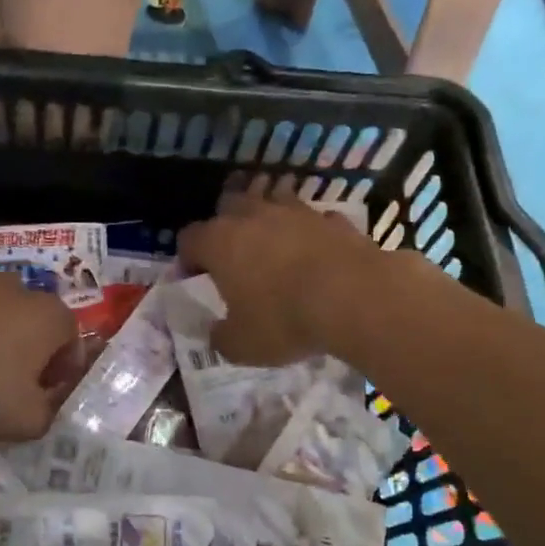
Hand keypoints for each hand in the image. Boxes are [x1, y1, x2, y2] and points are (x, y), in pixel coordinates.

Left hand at [0, 275, 78, 441]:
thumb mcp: (27, 420)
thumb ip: (45, 416)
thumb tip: (40, 410)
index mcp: (52, 317)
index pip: (72, 342)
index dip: (63, 372)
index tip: (46, 395)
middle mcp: (21, 290)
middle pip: (33, 324)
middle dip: (27, 351)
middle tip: (11, 386)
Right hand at [177, 188, 386, 365]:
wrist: (356, 297)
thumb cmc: (285, 319)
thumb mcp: (243, 345)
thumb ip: (222, 337)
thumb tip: (217, 333)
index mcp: (220, 243)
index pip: (189, 238)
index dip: (187, 257)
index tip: (194, 277)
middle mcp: (253, 216)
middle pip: (229, 205)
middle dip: (226, 224)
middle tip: (233, 252)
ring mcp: (296, 212)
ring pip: (273, 200)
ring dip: (268, 216)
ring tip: (273, 241)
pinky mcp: (333, 219)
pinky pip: (313, 219)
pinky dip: (310, 231)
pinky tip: (316, 250)